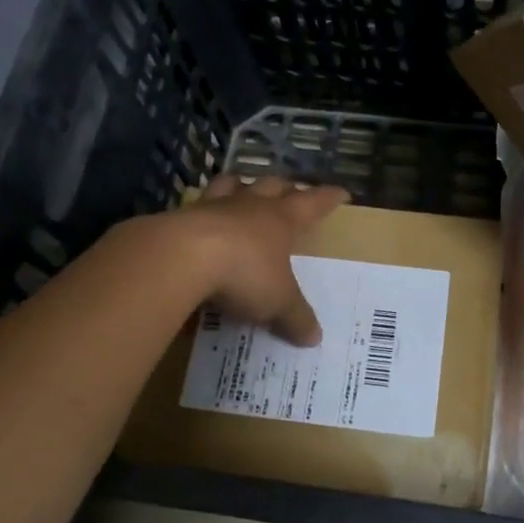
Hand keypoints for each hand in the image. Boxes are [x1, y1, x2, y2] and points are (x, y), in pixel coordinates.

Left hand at [177, 175, 349, 345]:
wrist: (181, 257)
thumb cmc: (243, 272)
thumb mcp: (277, 302)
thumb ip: (296, 318)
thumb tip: (315, 338)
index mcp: (281, 219)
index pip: (313, 202)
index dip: (329, 197)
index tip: (342, 192)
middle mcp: (250, 206)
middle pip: (272, 185)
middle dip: (285, 187)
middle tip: (291, 190)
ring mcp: (213, 206)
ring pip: (232, 184)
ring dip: (240, 185)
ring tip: (242, 187)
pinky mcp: (181, 216)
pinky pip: (196, 205)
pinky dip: (201, 209)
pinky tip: (198, 220)